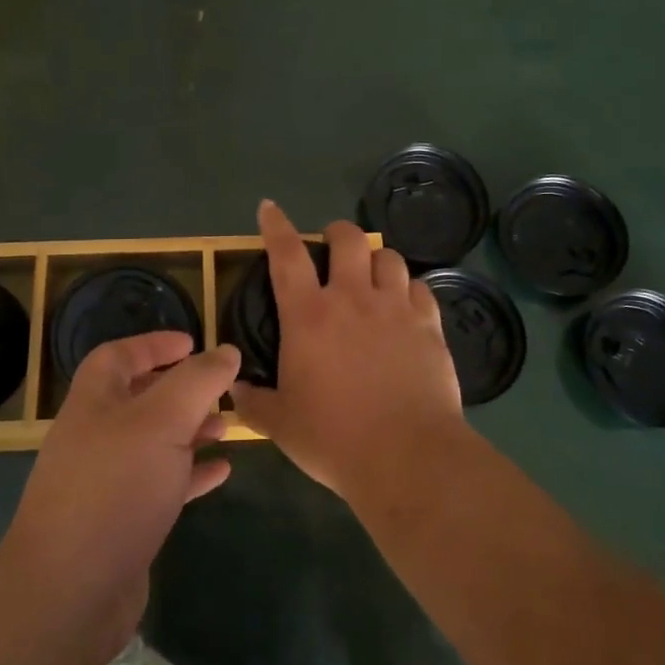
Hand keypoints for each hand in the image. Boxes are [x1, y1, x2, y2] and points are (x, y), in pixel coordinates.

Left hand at [0, 332, 235, 664]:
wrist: (70, 594)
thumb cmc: (115, 489)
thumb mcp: (163, 421)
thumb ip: (198, 381)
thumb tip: (227, 351)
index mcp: (94, 403)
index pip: (118, 356)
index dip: (154, 344)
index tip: (193, 342)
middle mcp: (96, 437)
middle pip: (139, 398)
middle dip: (182, 390)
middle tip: (221, 389)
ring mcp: (106, 483)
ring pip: (154, 442)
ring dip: (190, 430)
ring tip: (227, 427)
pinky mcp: (121, 523)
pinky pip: (161, 485)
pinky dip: (190, 473)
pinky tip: (221, 472)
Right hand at [232, 199, 464, 501]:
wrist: (407, 457)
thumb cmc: (334, 438)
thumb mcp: (281, 424)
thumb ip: (253, 402)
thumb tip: (234, 389)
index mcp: (308, 315)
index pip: (287, 254)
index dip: (276, 226)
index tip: (269, 208)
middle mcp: (352, 298)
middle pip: (348, 239)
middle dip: (337, 233)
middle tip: (332, 246)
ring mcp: (395, 308)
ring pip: (389, 257)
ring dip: (376, 259)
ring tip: (371, 274)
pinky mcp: (429, 325)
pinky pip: (420, 288)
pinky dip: (409, 289)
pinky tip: (405, 305)